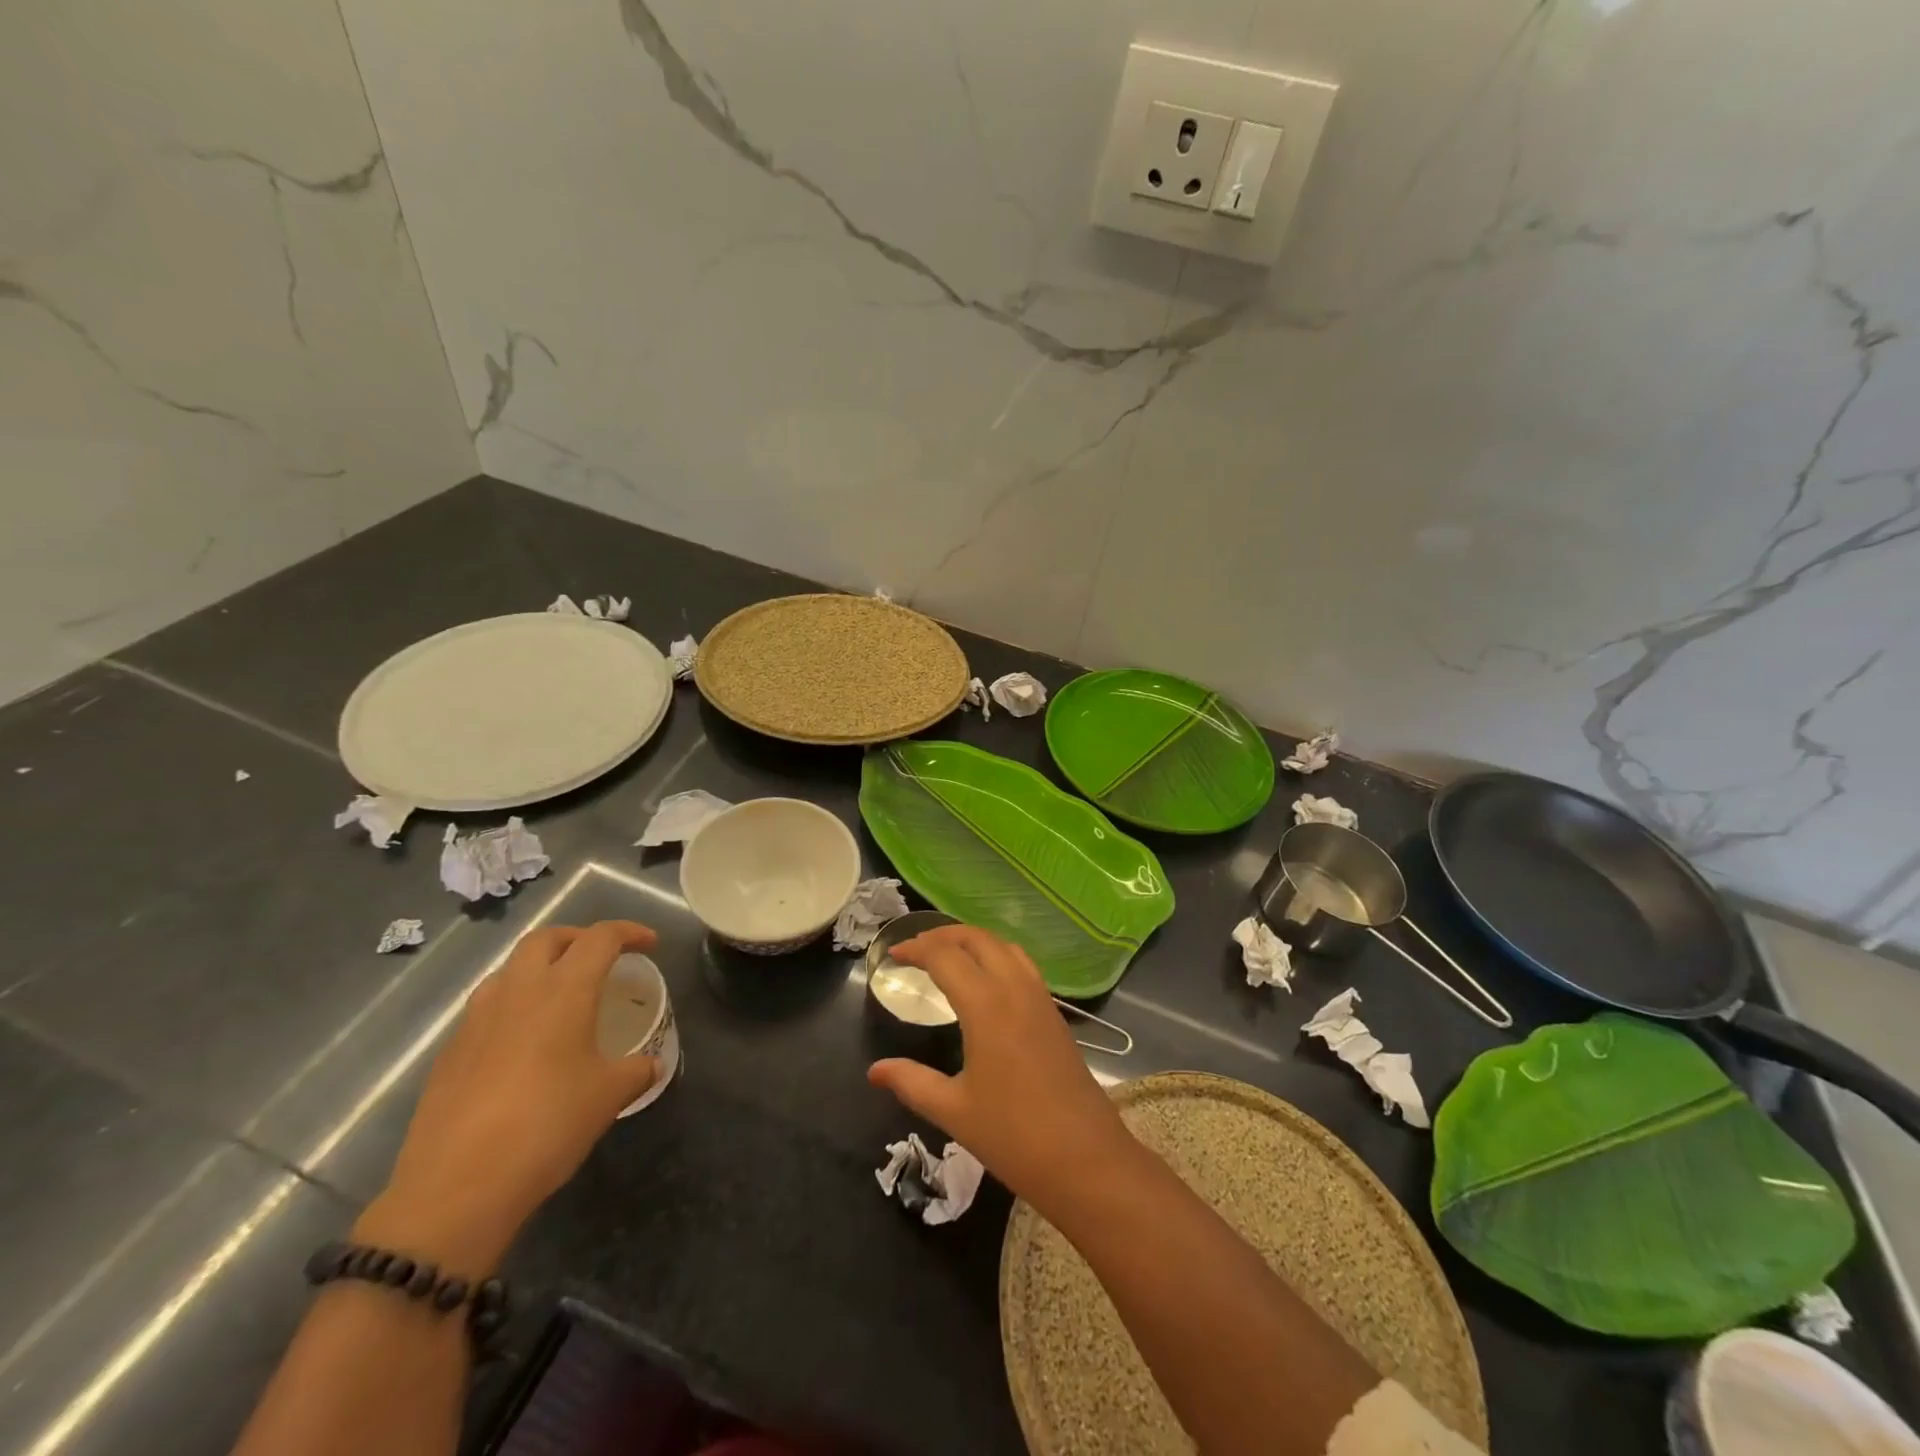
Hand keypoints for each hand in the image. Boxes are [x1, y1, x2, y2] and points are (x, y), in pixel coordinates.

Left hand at [357, 920, 660, 1274]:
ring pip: (510, 969)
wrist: (456, 1188)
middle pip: (546, 938)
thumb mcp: (608, 1097)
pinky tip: (524, 1044)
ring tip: (561, 996)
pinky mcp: (449, 1053)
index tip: (650, 944)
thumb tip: (650, 1064)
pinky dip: (513, 1006)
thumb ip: (636, 1070)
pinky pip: (487, 1008)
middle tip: (601, 959)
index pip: (601, 938)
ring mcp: (477, 1020)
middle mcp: (518, 991)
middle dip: (578, 938)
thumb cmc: (547, 1126)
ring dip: (540, 968)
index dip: (630, 932)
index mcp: (564, 990)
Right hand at [867, 925, 1132, 1210]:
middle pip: (978, 939)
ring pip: (1005, 946)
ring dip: (974, 941)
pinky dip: (997, 956)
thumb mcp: (954, 1111)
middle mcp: (1015, 989)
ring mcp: (1040, 999)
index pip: (946, 956)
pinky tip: (986, 982)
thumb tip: (875, 1071)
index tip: (894, 955)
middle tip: (916, 948)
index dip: (917, 949)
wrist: (1087, 1160)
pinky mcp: (1055, 1014)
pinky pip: (1023, 966)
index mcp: (986, 1005)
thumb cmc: (1014, 1136)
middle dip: (945, 935)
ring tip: (948, 955)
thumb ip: (912, 1082)